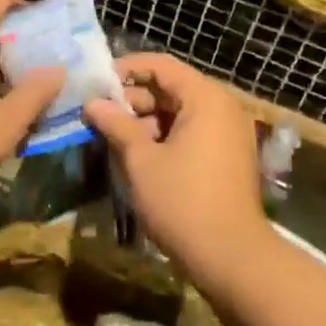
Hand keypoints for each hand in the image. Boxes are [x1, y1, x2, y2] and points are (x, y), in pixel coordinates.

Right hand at [83, 53, 270, 288]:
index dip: (128, 68)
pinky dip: (167, 136)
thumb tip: (92, 103)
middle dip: (134, 98)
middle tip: (100, 113)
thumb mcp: (142, 160)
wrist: (233, 260)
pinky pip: (193, 132)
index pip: (162, 65)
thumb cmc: (183, 202)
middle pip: (172, 87)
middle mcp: (222, 107)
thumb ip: (117, 125)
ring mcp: (229, 133)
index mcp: (205, 98)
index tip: (98, 81)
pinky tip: (139, 155)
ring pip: (181, 112)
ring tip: (114, 136)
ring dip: (147, 120)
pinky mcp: (229, 156)